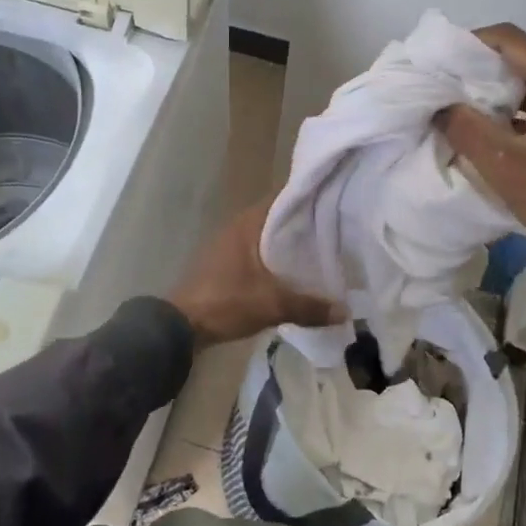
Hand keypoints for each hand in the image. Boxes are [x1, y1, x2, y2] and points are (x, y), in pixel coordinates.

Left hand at [168, 202, 337, 345]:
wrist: (180, 326)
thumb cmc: (226, 302)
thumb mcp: (271, 305)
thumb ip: (309, 307)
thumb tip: (345, 310)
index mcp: (249, 223)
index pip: (286, 198)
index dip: (311, 199)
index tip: (338, 204)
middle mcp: (240, 226)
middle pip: (280, 218)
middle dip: (306, 225)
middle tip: (339, 232)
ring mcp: (231, 244)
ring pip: (270, 237)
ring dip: (291, 244)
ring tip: (323, 251)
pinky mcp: (227, 263)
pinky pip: (260, 253)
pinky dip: (278, 259)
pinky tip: (296, 273)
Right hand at [438, 24, 525, 284]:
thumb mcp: (504, 165)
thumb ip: (465, 127)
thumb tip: (438, 104)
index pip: (506, 39)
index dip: (465, 45)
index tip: (434, 65)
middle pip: (515, 53)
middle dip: (474, 67)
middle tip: (438, 86)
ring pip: (523, 76)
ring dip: (489, 88)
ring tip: (453, 106)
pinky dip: (506, 105)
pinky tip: (482, 125)